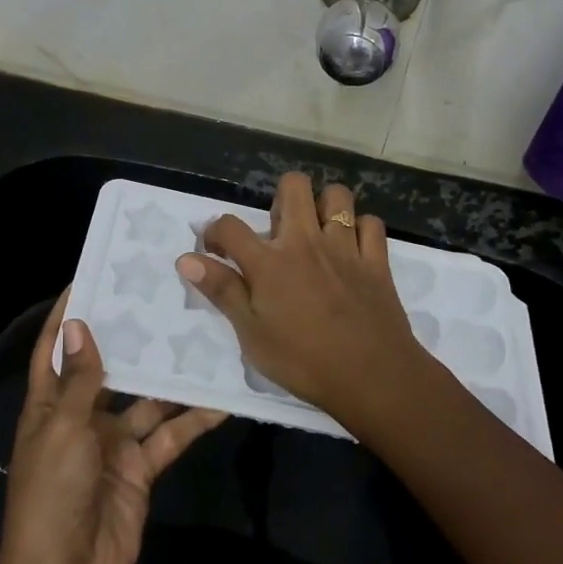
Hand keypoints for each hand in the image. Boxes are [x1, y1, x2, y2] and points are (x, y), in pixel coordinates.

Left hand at [0, 293, 226, 563]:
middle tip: (161, 298)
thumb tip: (78, 323)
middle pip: (107, 369)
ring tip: (199, 337)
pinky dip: (193, 419)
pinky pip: (169, 435)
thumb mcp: (63, 428)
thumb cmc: (52, 492)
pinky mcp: (141, 468)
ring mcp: (113, 443)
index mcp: (48, 406)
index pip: (54, 350)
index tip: (89, 278)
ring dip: (169, 377)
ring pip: (146, 400)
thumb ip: (80, 379)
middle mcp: (81, 418)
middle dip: (129, 339)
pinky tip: (220, 397)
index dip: (66, 317)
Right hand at [175, 172, 422, 422]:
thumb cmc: (304, 361)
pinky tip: (353, 248)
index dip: (215, 231)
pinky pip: (371, 223)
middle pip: (293, 186)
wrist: (373, 377)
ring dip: (324, 206)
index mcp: (270, 263)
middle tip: (279, 231)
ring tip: (317, 231)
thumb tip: (186, 259)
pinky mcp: (376, 260)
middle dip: (281, 197)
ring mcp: (345, 247)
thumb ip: (222, 291)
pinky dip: (360, 229)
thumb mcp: (252, 335)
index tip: (216, 249)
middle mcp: (305, 242)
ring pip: (337, 196)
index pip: (230, 226)